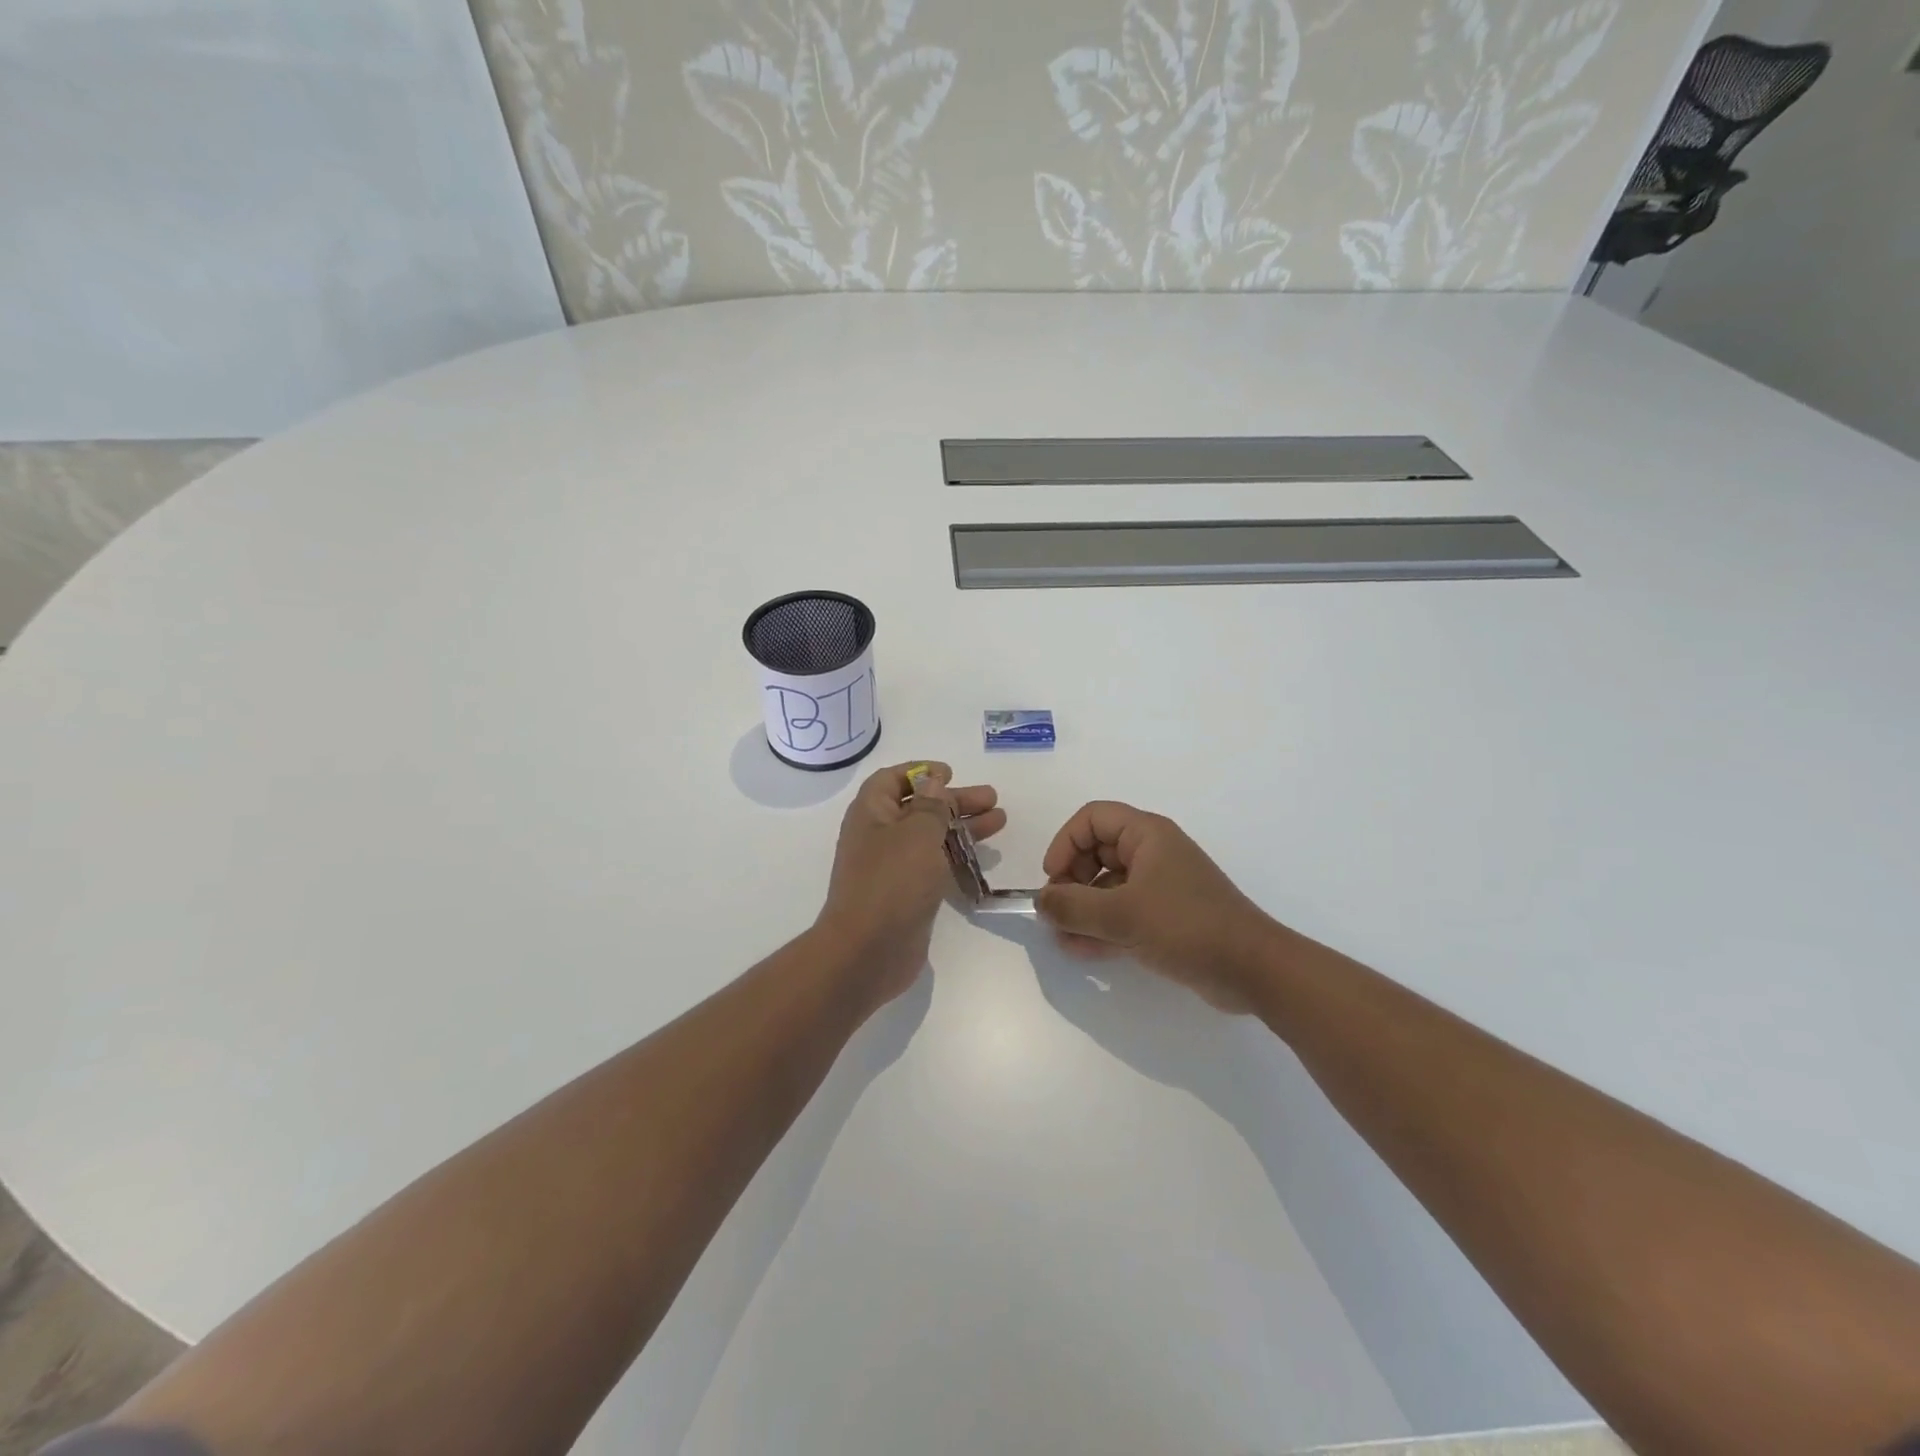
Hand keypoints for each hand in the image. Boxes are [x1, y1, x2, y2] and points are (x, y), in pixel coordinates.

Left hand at [815, 761, 1004, 1010]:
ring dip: (963, 826)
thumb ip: (930, 805)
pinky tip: (982, 857)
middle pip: (919, 807)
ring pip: (931, 837)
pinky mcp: (907, 894)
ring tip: (1000, 820)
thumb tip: (932, 780)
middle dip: (955, 800)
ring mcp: (892, 868)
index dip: (920, 772)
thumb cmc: (891, 882)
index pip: (891, 780)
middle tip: (992, 798)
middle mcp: (878, 836)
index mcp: (871, 813)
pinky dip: (957, 856)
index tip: (950, 773)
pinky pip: (934, 866)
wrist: (867, 951)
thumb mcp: (916, 833)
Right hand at [1036, 802, 1277, 1012]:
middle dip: (1071, 882)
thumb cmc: (1186, 926)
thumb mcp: (1122, 915)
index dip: (1065, 843)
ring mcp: (1161, 887)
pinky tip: (1080, 950)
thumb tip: (1041, 902)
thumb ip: (1073, 907)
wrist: (1253, 969)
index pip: (1092, 819)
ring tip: (1062, 938)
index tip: (1052, 879)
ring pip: (1108, 887)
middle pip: (1096, 852)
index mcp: (1147, 835)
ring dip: (1082, 910)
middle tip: (1057, 912)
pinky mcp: (1167, 918)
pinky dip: (1102, 927)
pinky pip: (1124, 914)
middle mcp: (1153, 854)